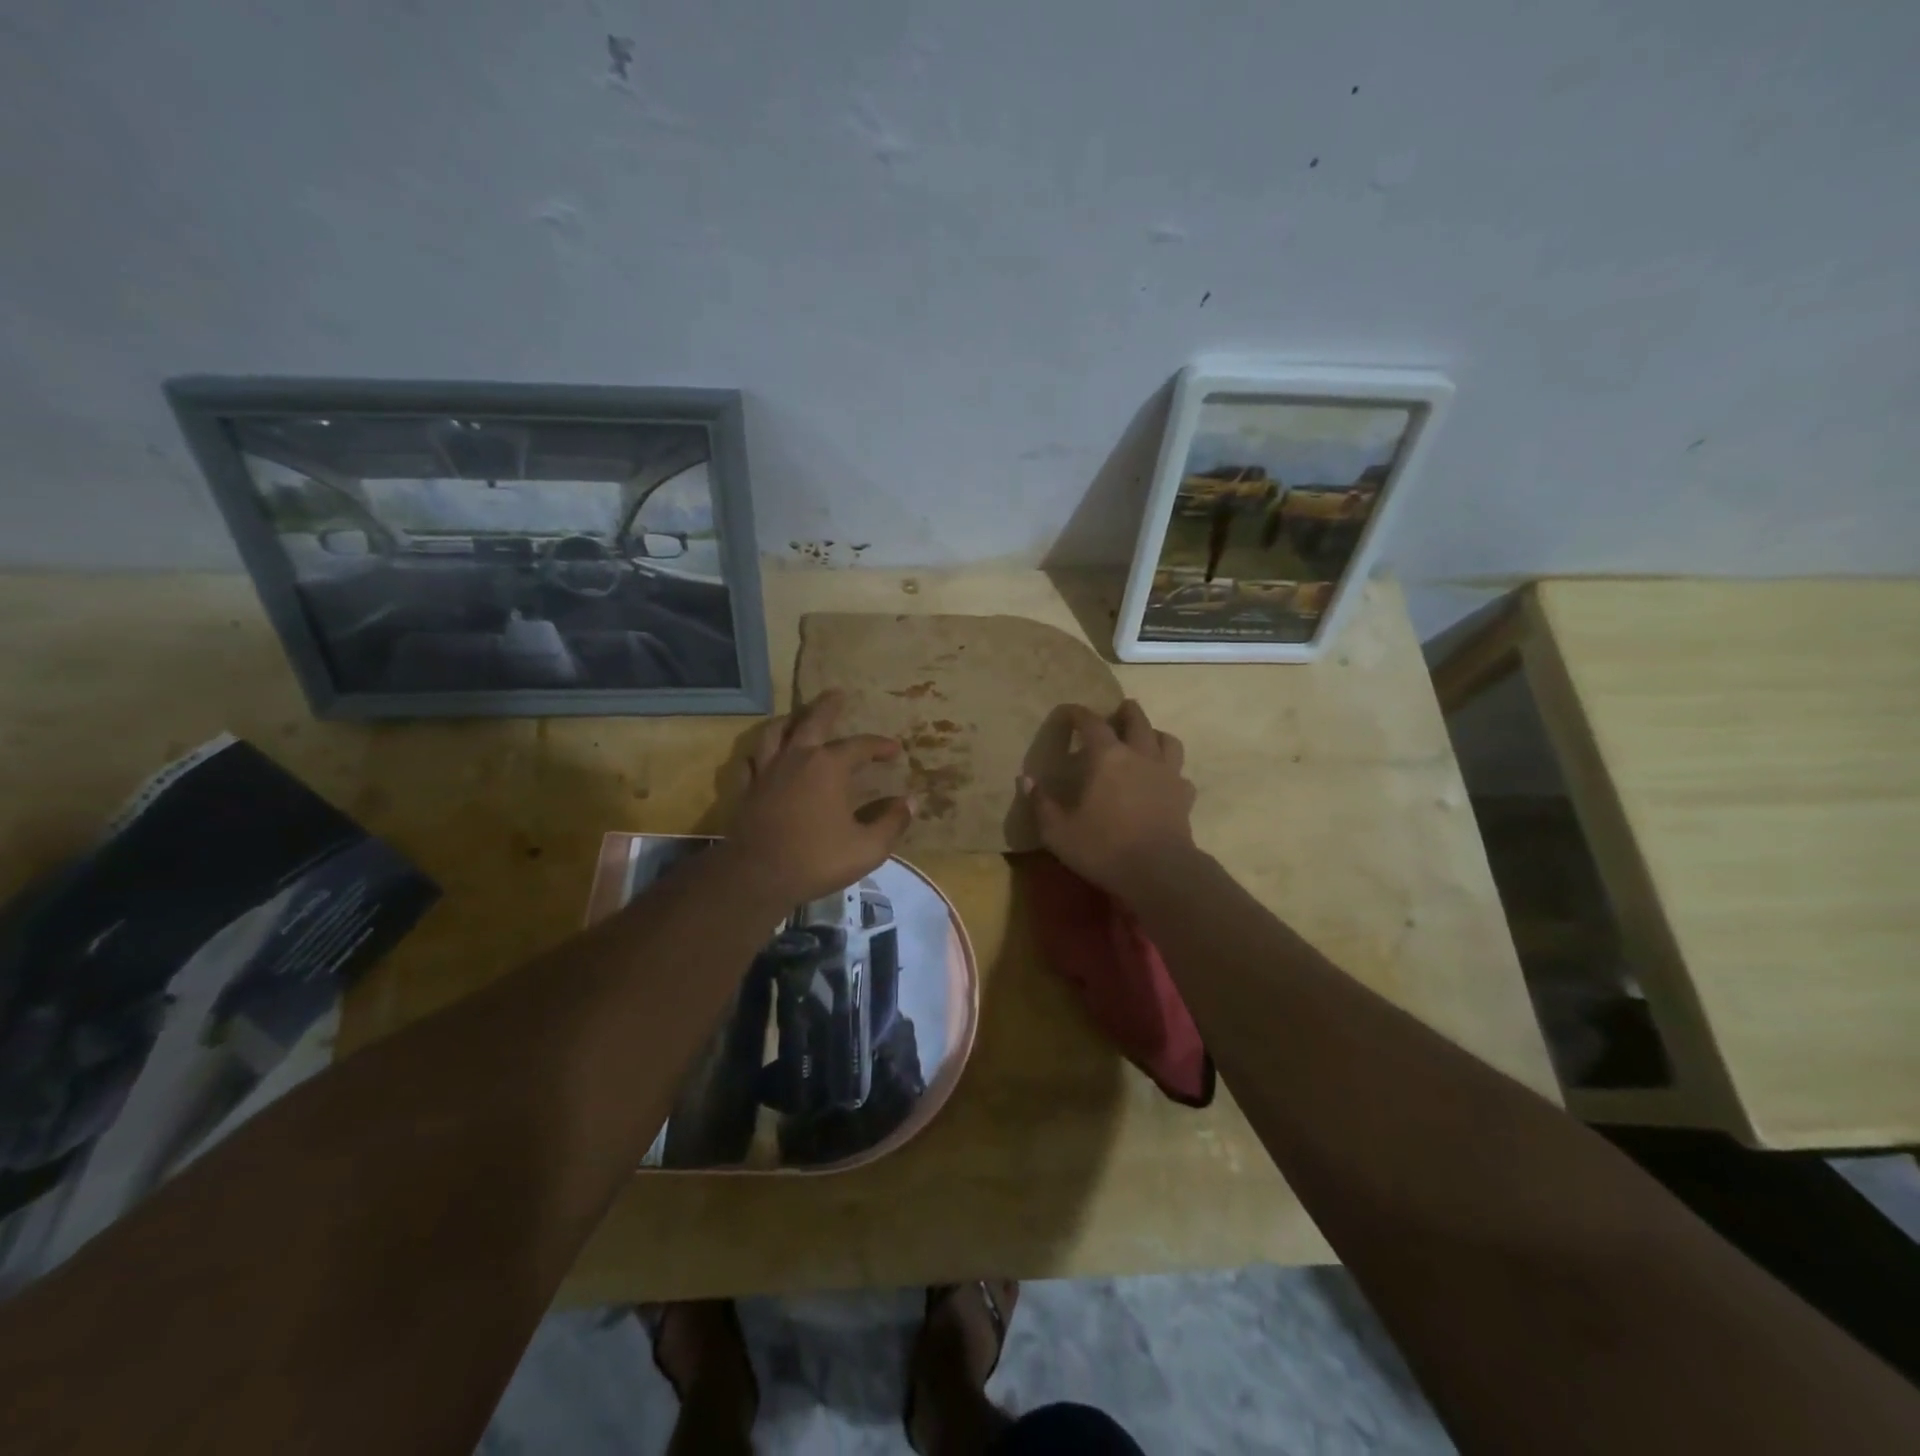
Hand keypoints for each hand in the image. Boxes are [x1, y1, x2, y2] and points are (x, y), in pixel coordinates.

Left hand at [724, 690, 912, 904]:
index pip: (860, 746)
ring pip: (774, 733)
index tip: (894, 750)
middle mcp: (797, 758)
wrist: (758, 877)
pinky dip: (759, 754)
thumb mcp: (868, 848)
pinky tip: (763, 757)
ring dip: (789, 720)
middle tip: (837, 693)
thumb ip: (892, 822)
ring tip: (797, 718)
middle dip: (828, 706)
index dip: (880, 745)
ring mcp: (767, 772)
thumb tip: (910, 802)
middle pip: (812, 721)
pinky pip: (750, 761)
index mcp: (829, 766)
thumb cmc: (817, 860)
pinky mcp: (746, 789)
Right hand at [1022, 700, 1195, 897]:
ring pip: (1167, 740)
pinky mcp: (1184, 796)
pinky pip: (1180, 774)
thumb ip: (1041, 803)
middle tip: (1117, 711)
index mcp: (1107, 757)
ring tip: (1145, 739)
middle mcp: (1140, 756)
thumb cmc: (1103, 848)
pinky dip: (1170, 771)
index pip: (1091, 723)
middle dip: (1125, 712)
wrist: (1159, 872)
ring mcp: (1167, 774)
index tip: (1068, 711)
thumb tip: (1027, 779)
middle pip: (1137, 720)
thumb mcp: (1058, 831)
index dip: (1078, 713)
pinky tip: (1163, 781)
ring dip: (1154, 734)